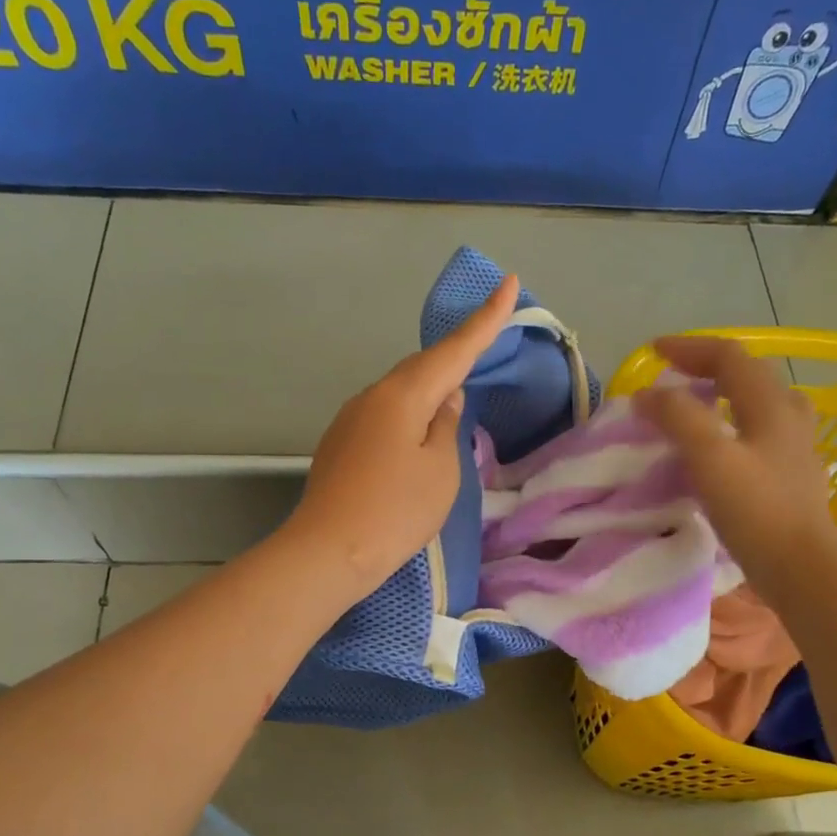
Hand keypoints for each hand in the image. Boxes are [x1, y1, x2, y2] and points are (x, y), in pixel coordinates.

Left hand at [285, 274, 519, 597]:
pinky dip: (408, 417)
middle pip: (421, 368)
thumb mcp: (440, 470)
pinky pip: (384, 418)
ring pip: (400, 394)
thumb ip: (446, 426)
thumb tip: (445, 399)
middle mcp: (371, 397)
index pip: (453, 350)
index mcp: (402, 395)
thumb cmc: (395, 511)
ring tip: (453, 402)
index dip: (485, 320)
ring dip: (429, 391)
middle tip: (485, 343)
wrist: (328, 552)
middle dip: (454, 356)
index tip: (508, 283)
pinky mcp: (340, 445)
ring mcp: (350, 420)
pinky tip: (416, 439)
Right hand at [634, 337, 836, 571]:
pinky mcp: (792, 476)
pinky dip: (733, 426)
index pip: (729, 357)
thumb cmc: (756, 510)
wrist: (802, 567)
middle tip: (674, 377)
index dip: (690, 348)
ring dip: (725, 396)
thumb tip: (646, 394)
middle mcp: (789, 416)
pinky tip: (721, 449)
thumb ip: (677, 418)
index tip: (653, 352)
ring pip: (759, 404)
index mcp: (770, 404)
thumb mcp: (709, 457)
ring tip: (697, 408)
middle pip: (749, 375)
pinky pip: (761, 433)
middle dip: (708, 368)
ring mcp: (795, 447)